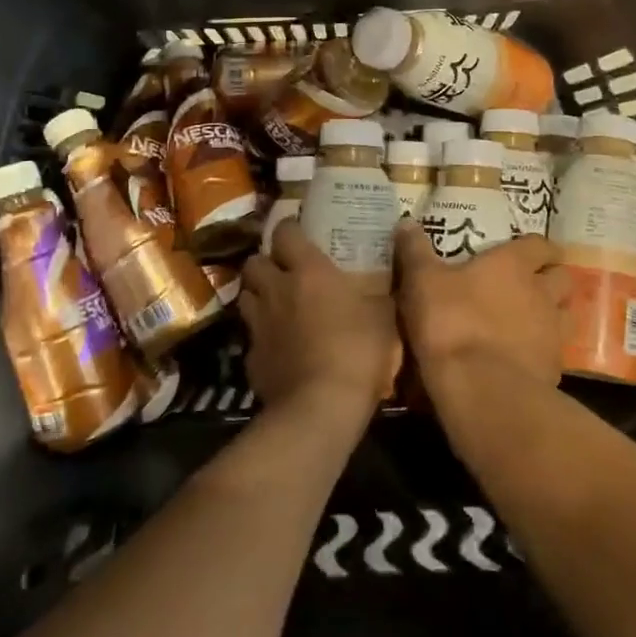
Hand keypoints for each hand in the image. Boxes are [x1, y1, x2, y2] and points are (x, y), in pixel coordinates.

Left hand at [238, 220, 400, 413]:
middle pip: (254, 261)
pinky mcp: (250, 357)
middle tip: (284, 272)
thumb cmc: (358, 351)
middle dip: (266, 262)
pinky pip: (251, 336)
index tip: (299, 232)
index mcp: (308, 271)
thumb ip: (380, 290)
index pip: (285, 232)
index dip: (290, 228)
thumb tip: (390, 271)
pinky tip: (278, 347)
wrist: (320, 408)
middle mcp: (276, 290)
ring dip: (258, 295)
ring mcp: (258, 324)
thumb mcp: (384, 315)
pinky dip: (262, 336)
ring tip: (276, 305)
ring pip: (245, 296)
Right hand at [393, 223, 569, 404]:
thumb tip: (406, 221)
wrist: (480, 389)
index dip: (537, 247)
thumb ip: (415, 250)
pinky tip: (524, 358)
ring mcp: (553, 333)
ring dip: (554, 314)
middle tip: (531, 284)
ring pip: (567, 315)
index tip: (527, 251)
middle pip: (563, 278)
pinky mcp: (553, 369)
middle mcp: (542, 293)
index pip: (540, 245)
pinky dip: (544, 351)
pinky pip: (555, 353)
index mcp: (514, 265)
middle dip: (551, 278)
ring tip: (532, 321)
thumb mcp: (422, 281)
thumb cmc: (451, 322)